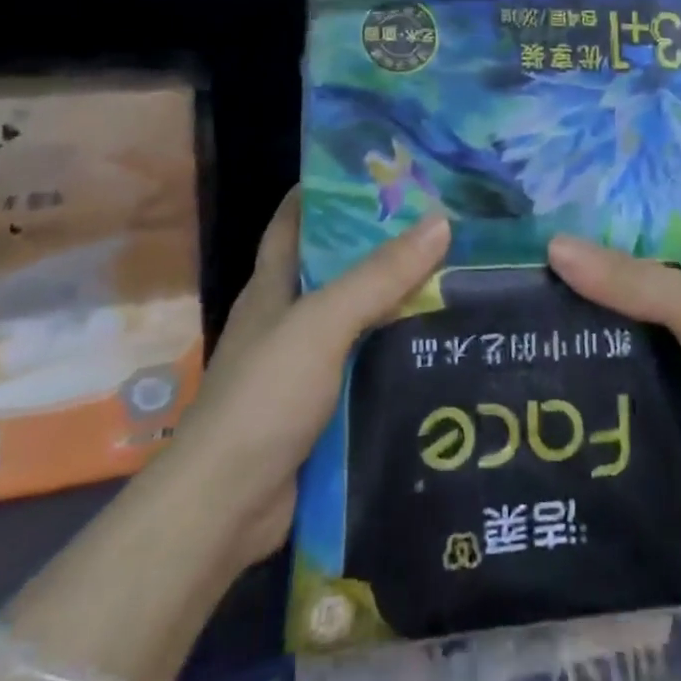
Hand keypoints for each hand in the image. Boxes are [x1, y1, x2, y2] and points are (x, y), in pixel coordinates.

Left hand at [182, 188, 449, 567]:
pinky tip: (437, 347)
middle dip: (379, 246)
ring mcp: (303, 366)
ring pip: (356, 320)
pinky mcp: (321, 407)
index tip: (379, 172)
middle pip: (335, 269)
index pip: (294, 221)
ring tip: (455, 277)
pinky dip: (395, 354)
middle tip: (440, 223)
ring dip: (395, 302)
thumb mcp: (322, 324)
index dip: (327, 191)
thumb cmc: (264, 397)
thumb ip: (378, 277)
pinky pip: (365, 367)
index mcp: (272, 286)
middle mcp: (285, 319)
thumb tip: (440, 222)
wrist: (225, 508)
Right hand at [547, 197, 680, 499]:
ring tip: (534, 280)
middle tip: (538, 229)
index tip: (581, 175)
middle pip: (650, 254)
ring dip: (600, 300)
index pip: (678, 199)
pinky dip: (609, 345)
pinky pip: (640, 350)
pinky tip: (561, 339)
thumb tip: (552, 247)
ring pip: (640, 305)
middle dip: (602, 245)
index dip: (637, 184)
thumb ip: (626, 278)